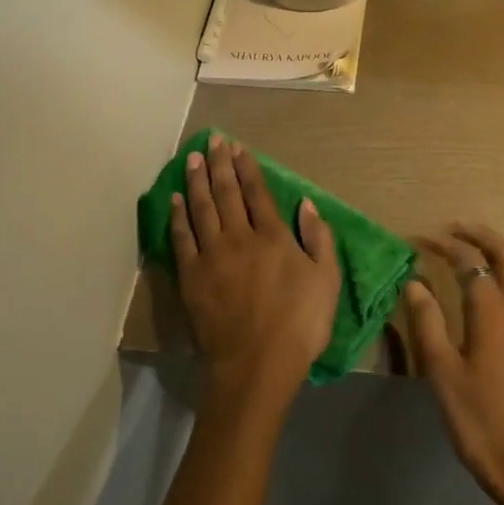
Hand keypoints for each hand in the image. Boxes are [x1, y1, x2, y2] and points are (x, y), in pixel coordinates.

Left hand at [171, 135, 341, 414]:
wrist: (256, 364)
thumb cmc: (300, 324)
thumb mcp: (327, 281)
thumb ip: (319, 238)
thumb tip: (307, 204)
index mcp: (273, 236)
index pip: (257, 192)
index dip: (247, 168)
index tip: (239, 147)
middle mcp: (239, 237)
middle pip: (226, 192)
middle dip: (220, 163)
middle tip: (213, 140)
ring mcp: (211, 255)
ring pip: (201, 207)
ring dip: (197, 180)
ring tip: (193, 157)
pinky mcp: (191, 276)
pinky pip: (182, 237)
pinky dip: (178, 215)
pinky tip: (176, 198)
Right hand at [404, 224, 503, 504]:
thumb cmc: (479, 420)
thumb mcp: (442, 373)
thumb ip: (428, 323)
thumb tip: (414, 283)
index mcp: (492, 313)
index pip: (468, 263)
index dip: (444, 247)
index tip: (422, 241)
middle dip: (481, 236)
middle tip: (457, 231)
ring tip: (496, 250)